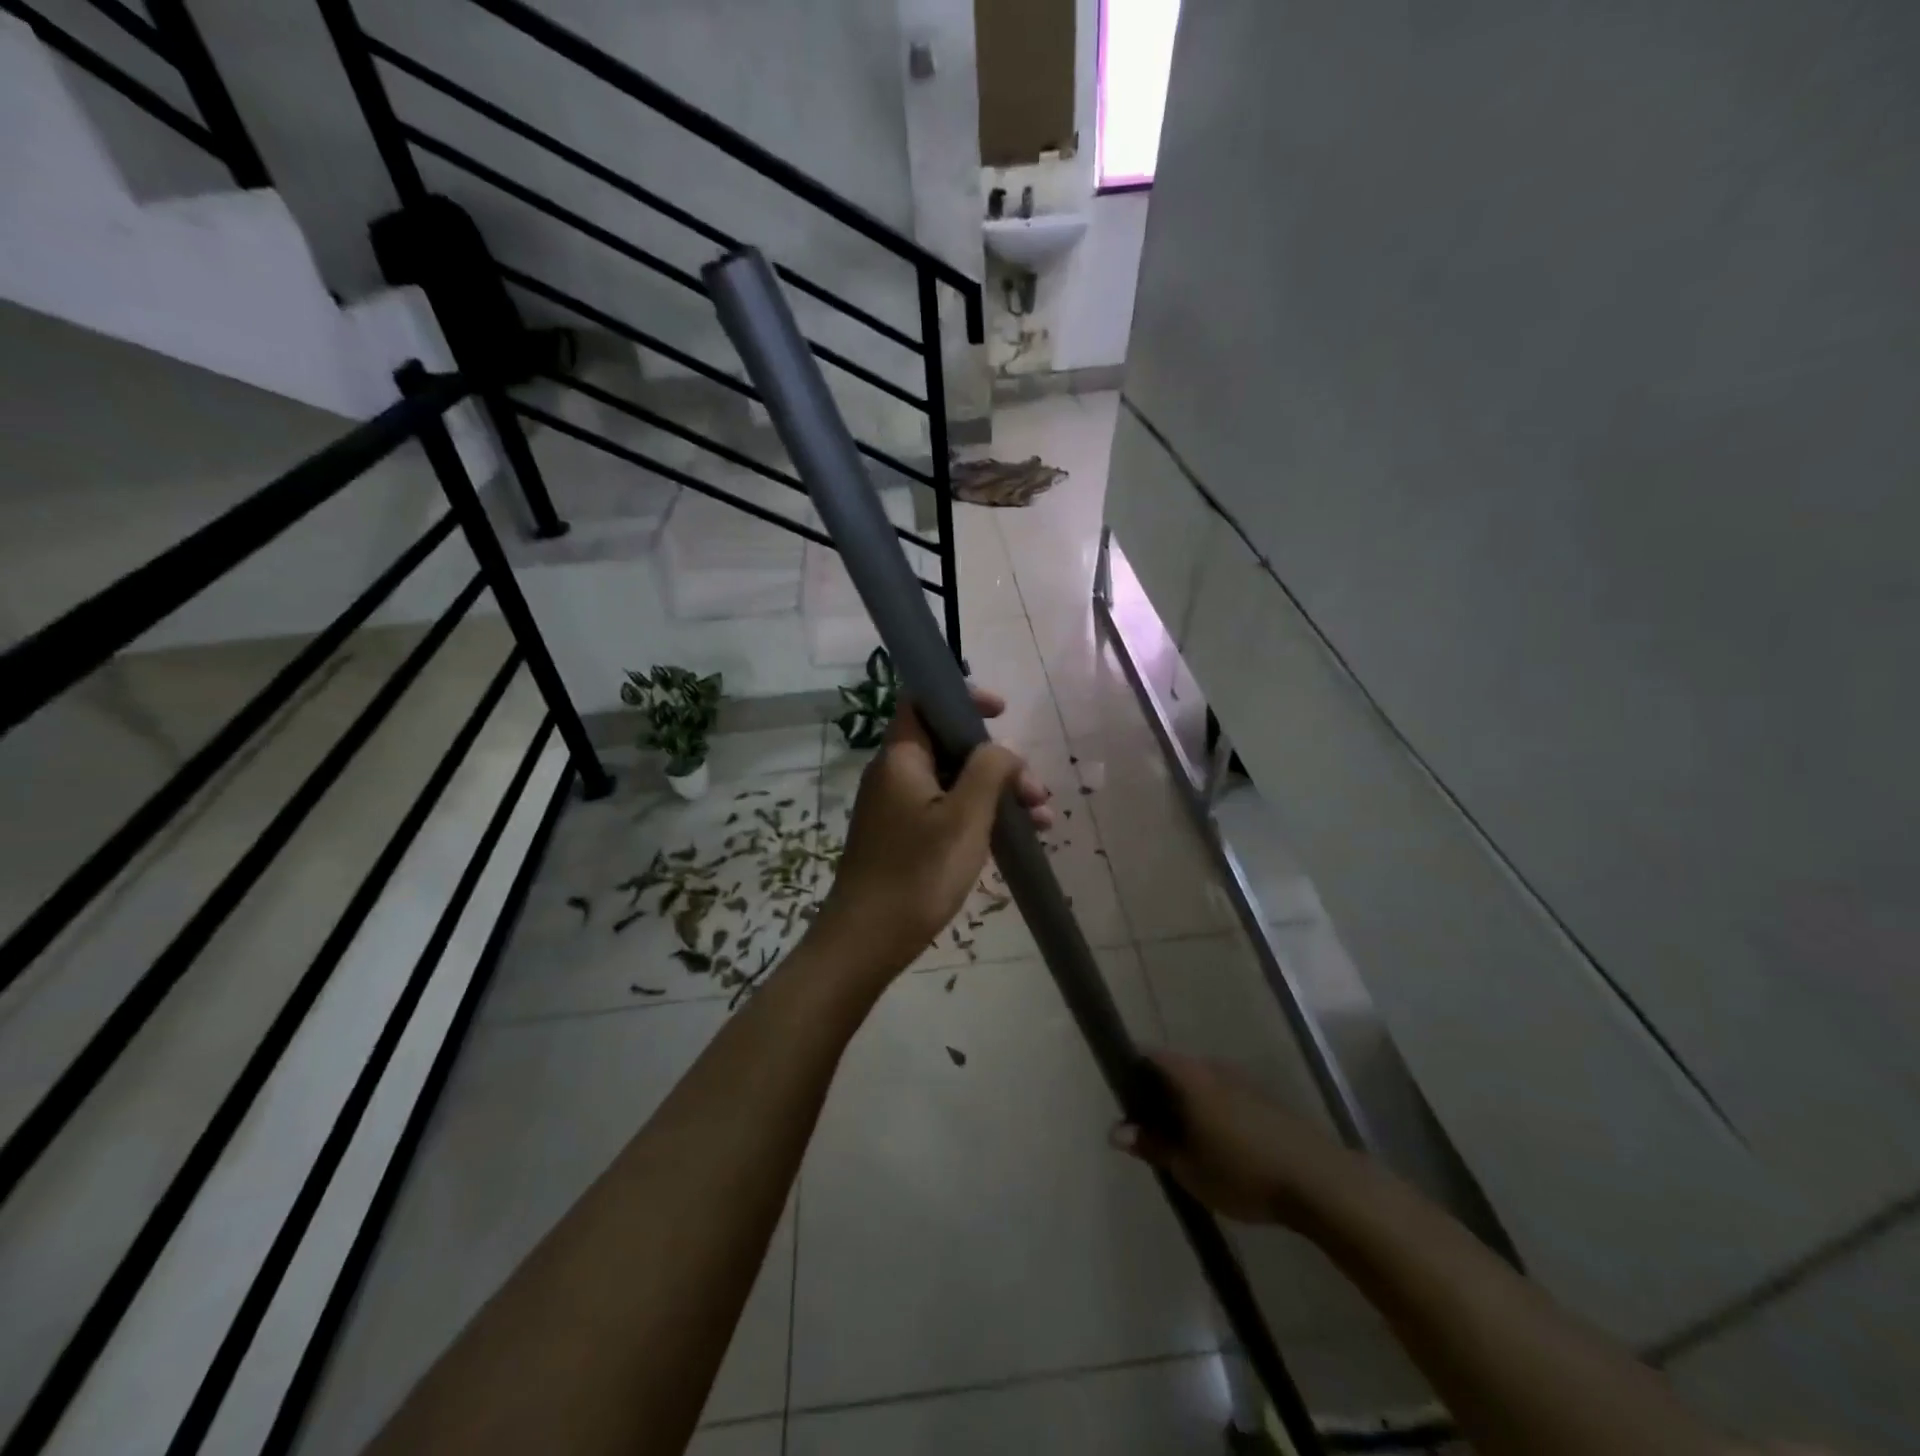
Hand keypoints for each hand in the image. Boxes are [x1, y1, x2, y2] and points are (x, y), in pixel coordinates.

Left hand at [813, 686, 1050, 976]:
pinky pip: (945, 810)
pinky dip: (978, 816)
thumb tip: (1001, 751)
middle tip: (1036, 793)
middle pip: (949, 745)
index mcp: (901, 757)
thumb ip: (989, 770)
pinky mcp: (902, 837)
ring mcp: (897, 807)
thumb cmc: (918, 872)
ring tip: (1041, 822)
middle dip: (997, 761)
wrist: (866, 940)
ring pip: (954, 782)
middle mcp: (895, 774)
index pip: (923, 701)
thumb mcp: (965, 817)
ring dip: (996, 794)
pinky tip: (1015, 839)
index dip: (962, 698)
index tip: (1001, 712)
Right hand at [1109, 1051, 1354, 1225]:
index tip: (1123, 1099)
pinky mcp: (1265, 1098)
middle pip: (1175, 1069)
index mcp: (1189, 1076)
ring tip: (1184, 1142)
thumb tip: (1115, 1131)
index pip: (1148, 1056)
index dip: (1130, 1071)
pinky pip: (1225, 1095)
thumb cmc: (1242, 1171)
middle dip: (1159, 1093)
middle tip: (1150, 1128)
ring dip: (1189, 1105)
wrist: (1318, 1181)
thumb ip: (1151, 1145)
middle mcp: (1212, 1067)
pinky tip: (1219, 1146)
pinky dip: (1213, 1112)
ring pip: (1202, 1083)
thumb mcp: (1188, 1167)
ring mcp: (1242, 1080)